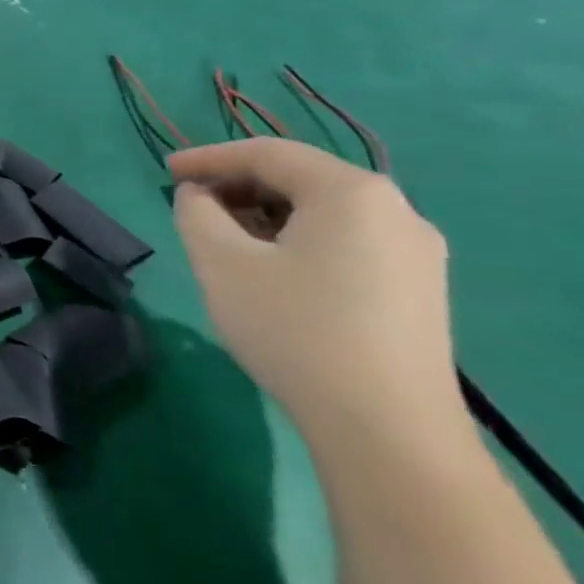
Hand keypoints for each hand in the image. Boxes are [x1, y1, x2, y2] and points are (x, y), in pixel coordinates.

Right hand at [169, 138, 460, 446]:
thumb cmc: (295, 329)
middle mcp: (396, 210)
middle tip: (190, 205)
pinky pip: (346, 241)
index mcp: (351, 192)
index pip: (267, 153)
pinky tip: (271, 269)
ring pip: (323, 212)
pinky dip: (297, 240)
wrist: (388, 430)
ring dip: (265, 215)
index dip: (209, 157)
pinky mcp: (418, 290)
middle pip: (300, 179)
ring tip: (223, 238)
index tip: (165, 171)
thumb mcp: (221, 262)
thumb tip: (200, 196)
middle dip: (238, 186)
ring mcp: (416, 253)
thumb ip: (196, 212)